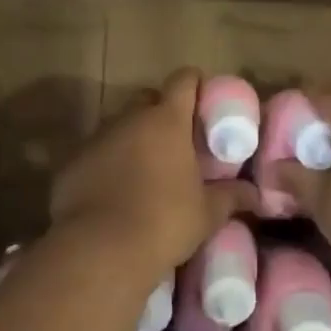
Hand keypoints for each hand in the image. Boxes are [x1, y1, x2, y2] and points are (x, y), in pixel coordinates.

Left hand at [50, 69, 255, 281]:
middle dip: (161, 111)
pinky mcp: (72, 162)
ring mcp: (97, 138)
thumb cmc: (164, 221)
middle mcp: (129, 119)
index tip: (203, 102)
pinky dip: (107, 163)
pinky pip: (96, 153)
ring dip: (133, 139)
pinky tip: (114, 192)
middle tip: (177, 140)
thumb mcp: (207, 213)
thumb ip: (232, 196)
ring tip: (146, 170)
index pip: (183, 80)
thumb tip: (257, 195)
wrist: (101, 250)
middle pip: (148, 98)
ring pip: (119, 126)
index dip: (195, 85)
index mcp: (167, 120)